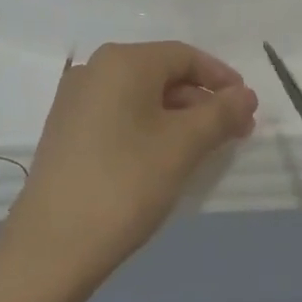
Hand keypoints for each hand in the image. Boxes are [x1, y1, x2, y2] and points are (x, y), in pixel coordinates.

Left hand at [3, 41, 257, 285]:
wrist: (52, 245)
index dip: (221, 79)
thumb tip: (246, 95)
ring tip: (205, 148)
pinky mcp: (66, 130)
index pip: (184, 56)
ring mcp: (75, 100)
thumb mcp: (183, 146)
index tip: (248, 108)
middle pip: (161, 74)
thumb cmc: (126, 183)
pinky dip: (149, 127)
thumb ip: (220, 114)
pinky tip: (165, 157)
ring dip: (178, 117)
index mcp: (122, 61)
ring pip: (140, 97)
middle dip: (202, 101)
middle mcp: (94, 69)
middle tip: (234, 132)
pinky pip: (118, 115)